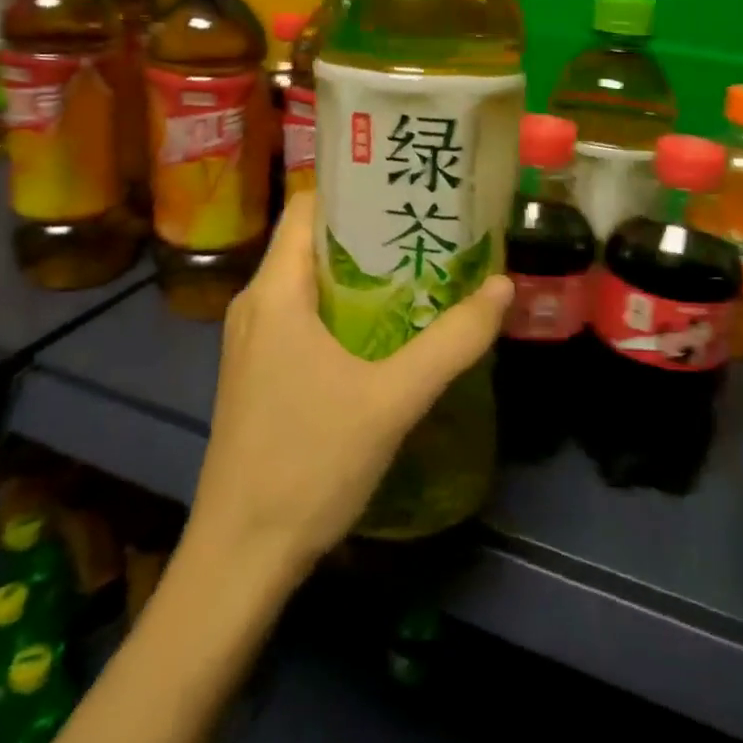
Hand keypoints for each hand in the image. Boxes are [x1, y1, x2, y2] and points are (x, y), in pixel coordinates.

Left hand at [185, 190, 512, 585]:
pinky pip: (302, 318)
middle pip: (311, 243)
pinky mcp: (258, 373)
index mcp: (274, 291)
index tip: (406, 187)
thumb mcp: (393, 399)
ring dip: (359, 276)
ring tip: (418, 272)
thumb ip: (452, 341)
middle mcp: (255, 304)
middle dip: (369, 233)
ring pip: (308, 284)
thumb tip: (502, 286)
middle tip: (429, 229)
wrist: (240, 555)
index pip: (308, 207)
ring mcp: (252, 342)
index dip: (354, 189)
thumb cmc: (309, 463)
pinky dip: (342, 310)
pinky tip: (385, 330)